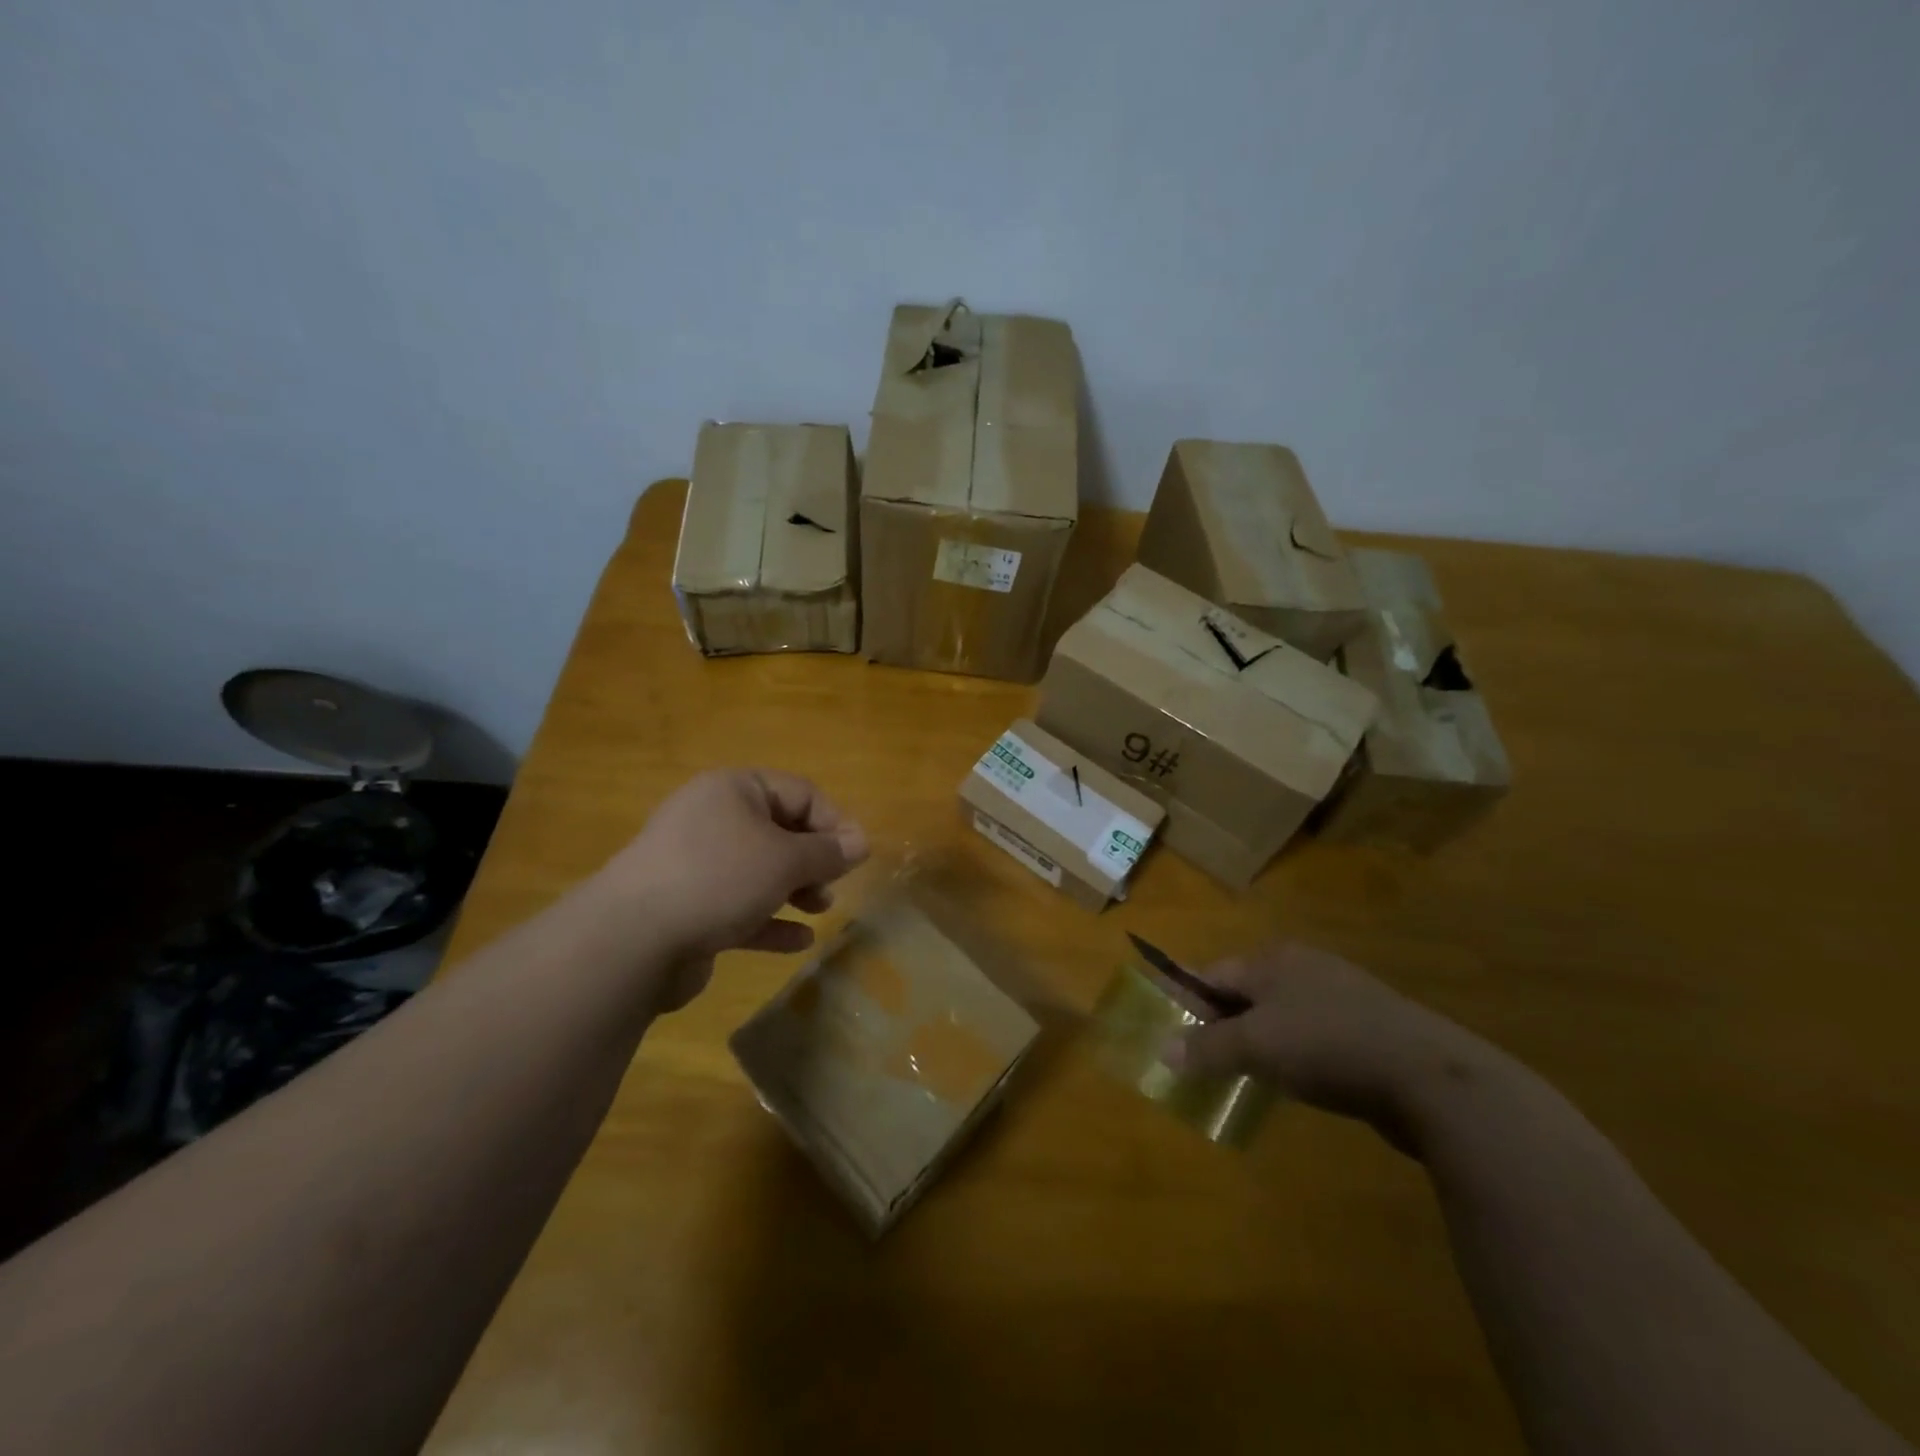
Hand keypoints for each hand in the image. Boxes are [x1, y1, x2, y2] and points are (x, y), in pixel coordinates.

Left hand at [597, 770, 867, 1006]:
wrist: (631, 940)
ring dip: (796, 889)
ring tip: (820, 909)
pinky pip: (740, 906)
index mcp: (734, 791)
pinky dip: (770, 920)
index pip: (801, 793)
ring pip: (760, 870)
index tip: (858, 856)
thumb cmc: (718, 878)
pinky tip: (798, 941)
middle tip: (834, 885)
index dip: (835, 821)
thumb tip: (861, 842)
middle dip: (814, 859)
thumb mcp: (784, 860)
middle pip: (780, 831)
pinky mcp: (689, 907)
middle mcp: (714, 820)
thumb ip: (827, 851)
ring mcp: (697, 864)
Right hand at [1164, 942, 1490, 1152]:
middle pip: (1246, 991)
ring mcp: (1341, 993)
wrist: (1430, 1076)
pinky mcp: (1370, 1025)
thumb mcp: (1256, 1047)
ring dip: (1262, 1041)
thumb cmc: (1328, 1045)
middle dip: (1224, 1024)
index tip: (1176, 1036)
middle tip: (1210, 1061)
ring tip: (1251, 1075)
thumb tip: (1163, 1051)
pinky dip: (1299, 1053)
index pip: (1213, 973)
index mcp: (1272, 959)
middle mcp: (1304, 966)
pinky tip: (1303, 1081)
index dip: (1189, 1002)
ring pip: (1282, 1013)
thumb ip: (1207, 1047)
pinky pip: (1315, 1033)